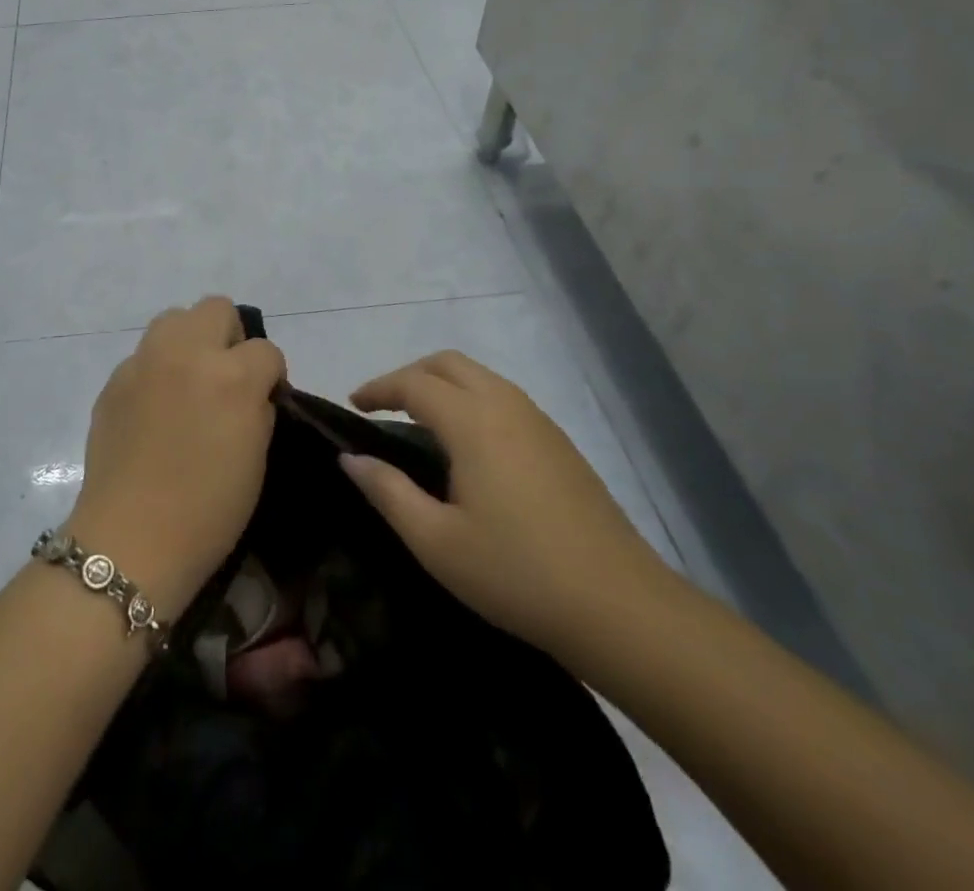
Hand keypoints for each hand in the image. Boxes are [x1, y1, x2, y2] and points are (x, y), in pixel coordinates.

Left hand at [65, 298, 284, 619]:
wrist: (132, 539)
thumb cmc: (208, 510)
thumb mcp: (257, 457)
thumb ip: (258, 407)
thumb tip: (253, 391)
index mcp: (232, 376)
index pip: (266, 349)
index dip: (270, 375)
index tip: (264, 399)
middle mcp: (187, 353)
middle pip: (216, 308)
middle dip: (230, 338)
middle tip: (226, 378)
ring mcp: (145, 361)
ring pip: (175, 318)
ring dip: (190, 341)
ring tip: (189, 381)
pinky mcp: (115, 378)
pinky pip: (145, 354)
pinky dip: (157, 369)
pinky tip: (154, 408)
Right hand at [341, 351, 669, 654]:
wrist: (622, 609)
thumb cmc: (517, 574)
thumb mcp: (436, 541)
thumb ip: (388, 491)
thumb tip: (351, 458)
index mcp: (474, 422)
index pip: (413, 383)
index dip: (378, 388)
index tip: (353, 405)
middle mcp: (507, 406)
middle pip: (449, 364)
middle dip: (410, 375)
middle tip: (383, 407)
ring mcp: (540, 423)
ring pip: (481, 378)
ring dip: (442, 386)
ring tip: (418, 424)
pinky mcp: (561, 445)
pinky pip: (504, 400)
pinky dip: (471, 402)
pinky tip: (467, 448)